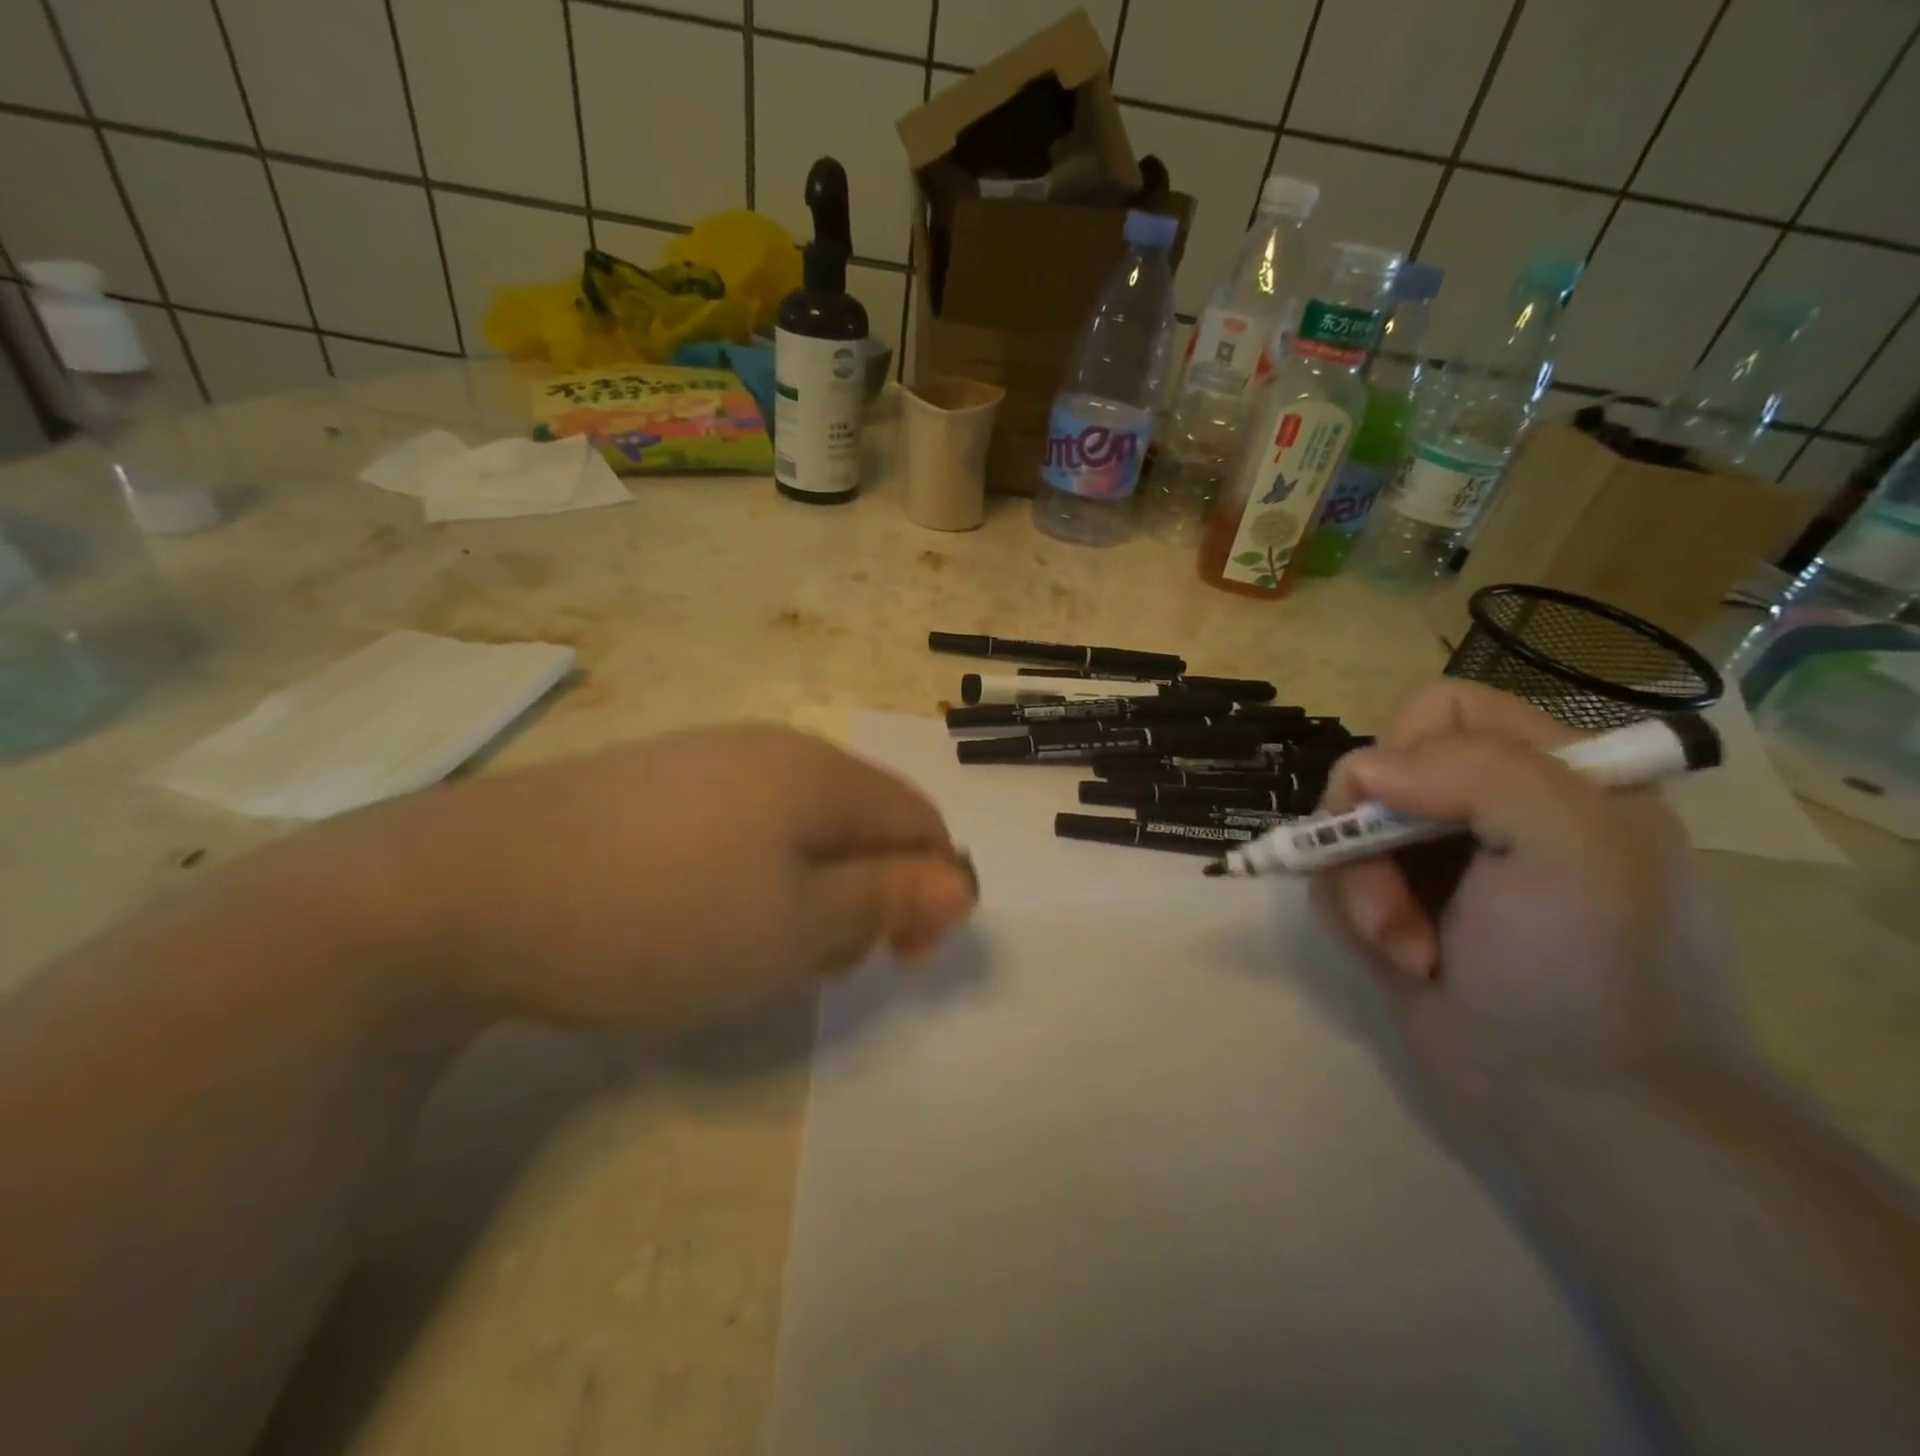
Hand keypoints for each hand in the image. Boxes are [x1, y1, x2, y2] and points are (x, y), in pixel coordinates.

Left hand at [341, 726, 977, 1031]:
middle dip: (868, 892)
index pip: (918, 819)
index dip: (932, 890)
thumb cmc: (657, 918)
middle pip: (863, 819)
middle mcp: (772, 749)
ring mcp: (708, 759)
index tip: (899, 959)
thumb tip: (959, 881)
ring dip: (812, 887)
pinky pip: (744, 823)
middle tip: (821, 963)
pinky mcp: (656, 782)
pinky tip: (705, 914)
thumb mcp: (793, 929)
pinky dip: (756, 874)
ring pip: (803, 825)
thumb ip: (885, 900)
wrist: (463, 890)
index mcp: (819, 773)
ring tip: (761, 947)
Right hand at [1311, 682, 1735, 1119]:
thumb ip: (1476, 772)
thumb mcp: (1569, 849)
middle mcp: (1486, 809)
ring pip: (1344, 831)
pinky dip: (1354, 918)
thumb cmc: (1588, 971)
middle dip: (1369, 837)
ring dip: (1362, 890)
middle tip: (1398, 901)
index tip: (1410, 813)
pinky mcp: (1398, 908)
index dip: (1410, 749)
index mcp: (1549, 774)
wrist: (1582, 1110)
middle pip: (1378, 772)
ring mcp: (1436, 863)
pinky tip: (1401, 963)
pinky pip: (1336, 881)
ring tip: (1407, 949)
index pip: (1444, 709)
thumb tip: (1364, 770)